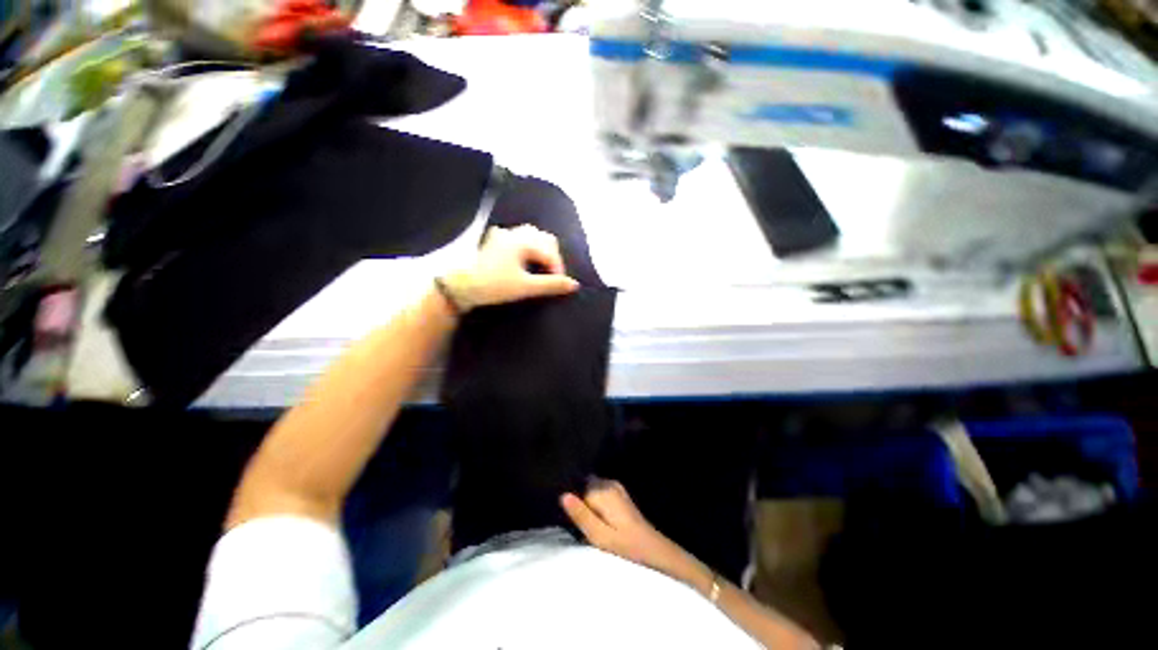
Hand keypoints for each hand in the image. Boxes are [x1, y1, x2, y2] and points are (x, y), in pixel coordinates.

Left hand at [440, 225, 579, 311]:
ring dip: (541, 251)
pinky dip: (529, 248)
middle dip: (552, 256)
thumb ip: (551, 285)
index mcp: (522, 241)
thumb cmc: (493, 286)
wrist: (459, 287)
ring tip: (543, 269)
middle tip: (553, 276)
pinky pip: (519, 239)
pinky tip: (526, 261)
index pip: (550, 251)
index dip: (558, 268)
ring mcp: (503, 236)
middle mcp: (514, 233)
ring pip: (532, 237)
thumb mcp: (525, 287)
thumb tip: (574, 285)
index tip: (560, 284)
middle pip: (544, 239)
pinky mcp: (495, 242)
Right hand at [561, 479, 711, 592]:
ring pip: (591, 487)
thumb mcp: (599, 536)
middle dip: (578, 496)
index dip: (570, 497)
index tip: (564, 511)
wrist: (653, 548)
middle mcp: (608, 483)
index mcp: (602, 490)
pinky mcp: (619, 493)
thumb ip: (581, 515)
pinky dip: (594, 500)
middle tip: (576, 518)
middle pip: (583, 484)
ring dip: (586, 499)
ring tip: (585, 518)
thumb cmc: (625, 545)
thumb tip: (563, 495)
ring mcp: (615, 486)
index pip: (576, 484)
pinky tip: (596, 516)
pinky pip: (599, 490)